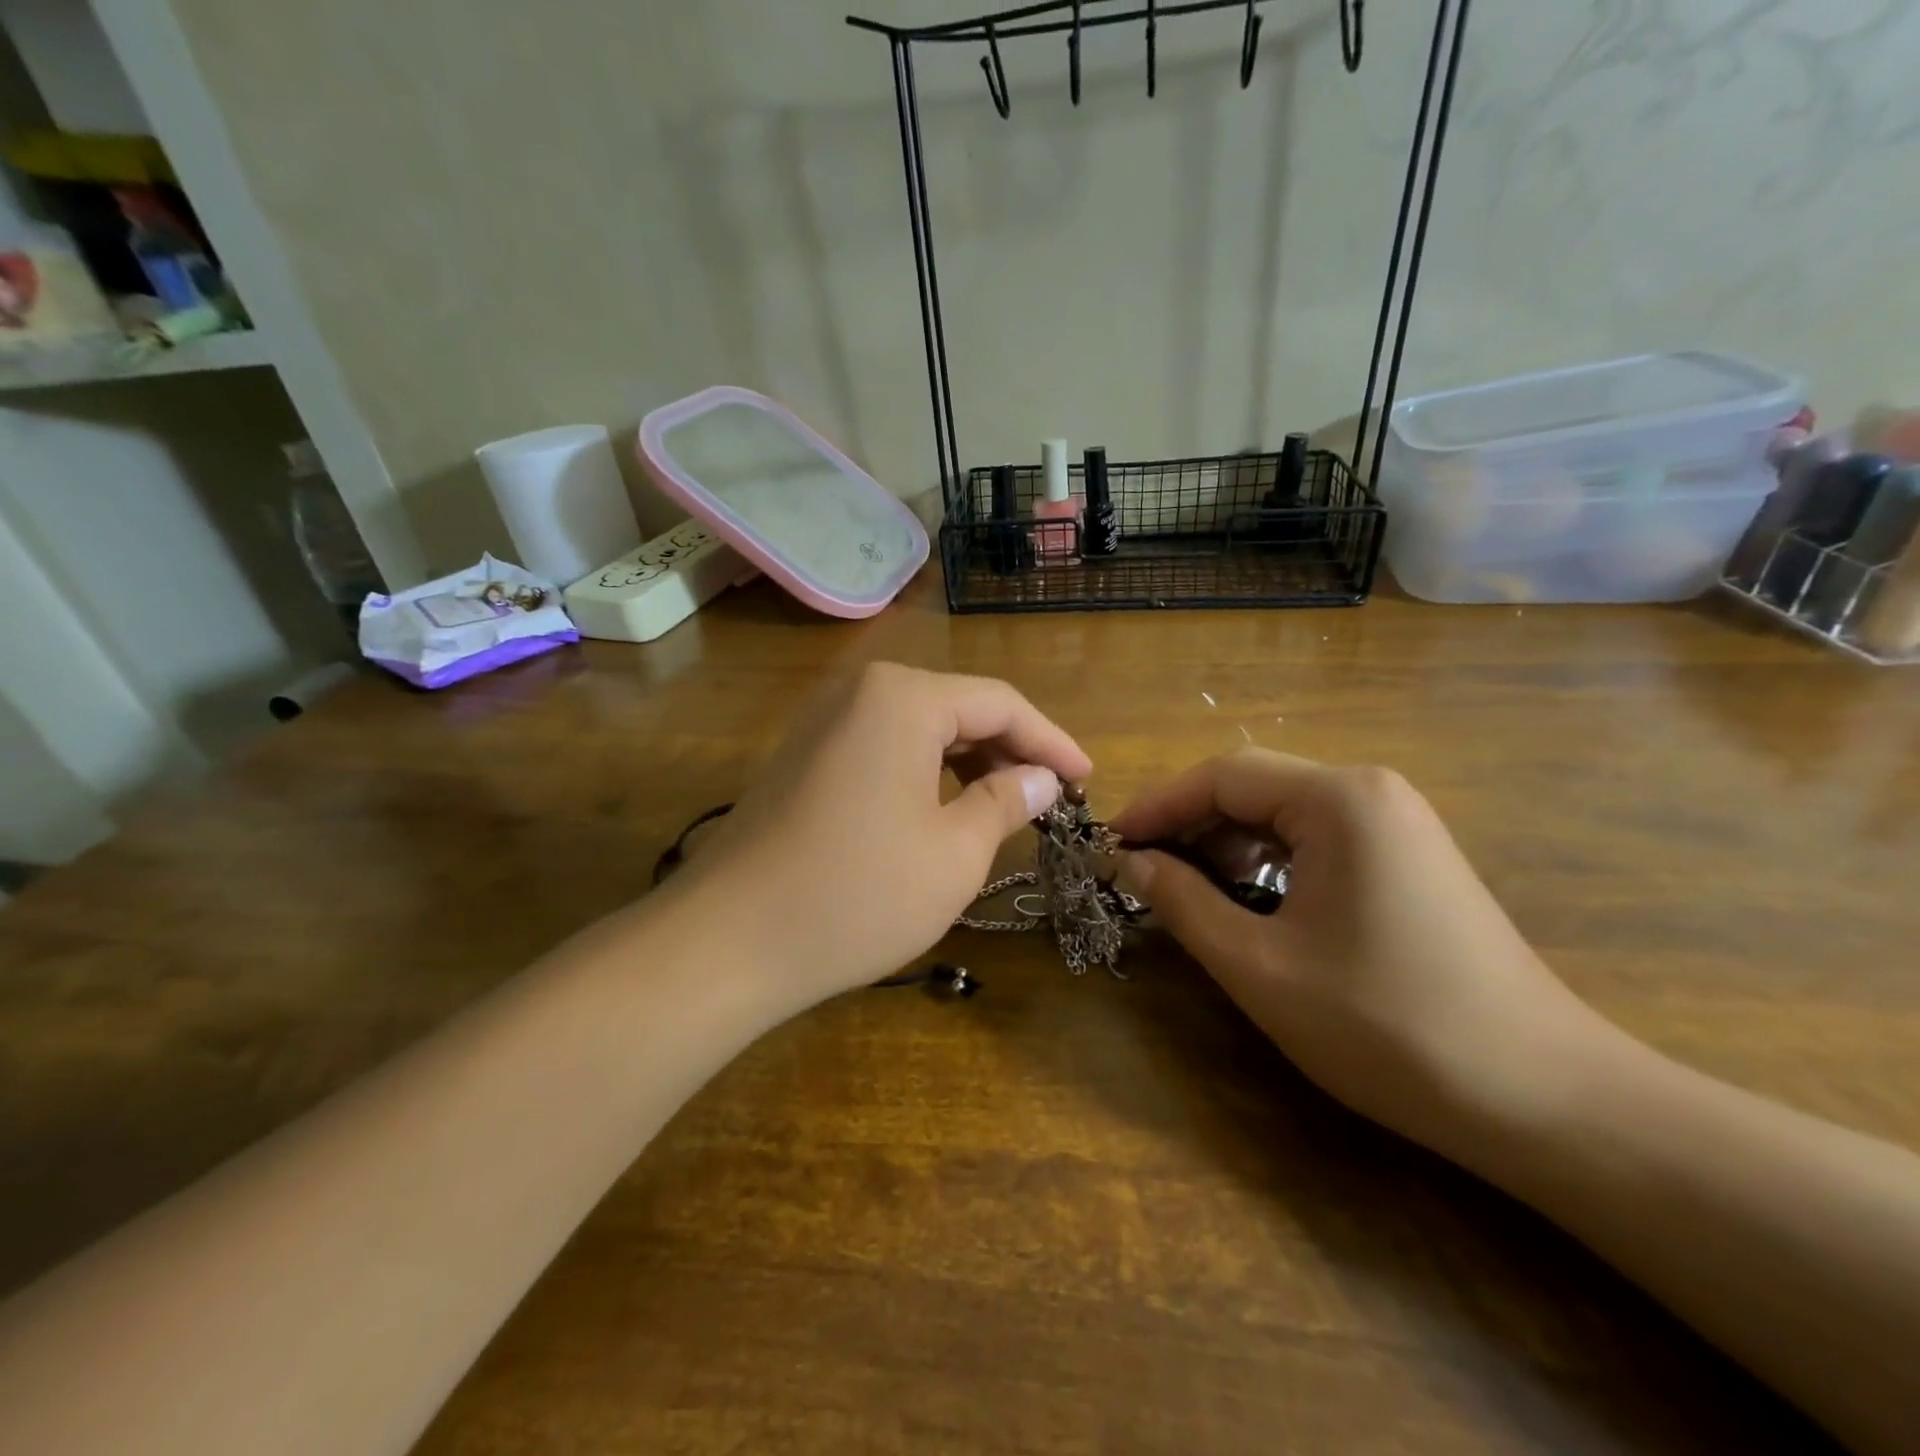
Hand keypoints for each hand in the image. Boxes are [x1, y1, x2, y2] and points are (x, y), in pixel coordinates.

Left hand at [674, 663, 1091, 1009]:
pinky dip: (923, 773)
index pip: (999, 703)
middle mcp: (859, 690)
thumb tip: (1040, 779)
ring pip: (919, 729)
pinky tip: (941, 810)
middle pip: (957, 708)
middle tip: (1048, 798)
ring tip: (1003, 807)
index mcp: (903, 697)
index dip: (1051, 740)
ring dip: (967, 763)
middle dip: (1008, 751)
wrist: (726, 942)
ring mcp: (822, 721)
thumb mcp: (954, 853)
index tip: (1087, 779)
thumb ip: (1005, 803)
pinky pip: (882, 748)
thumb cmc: (856, 894)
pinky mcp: (802, 755)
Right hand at [1111, 749, 1622, 1161]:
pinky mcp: (1410, 859)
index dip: (1157, 807)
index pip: (1221, 776)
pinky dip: (1269, 863)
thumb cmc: (1387, 1026)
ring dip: (1226, 846)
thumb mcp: (1260, 966)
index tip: (1111, 846)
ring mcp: (1398, 824)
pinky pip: (1317, 840)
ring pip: (1284, 814)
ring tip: (1187, 892)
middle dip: (1189, 826)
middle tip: (1140, 873)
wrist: (1545, 1099)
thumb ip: (1183, 903)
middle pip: (1253, 787)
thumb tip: (1131, 862)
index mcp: (1338, 800)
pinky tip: (1250, 903)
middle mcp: (1370, 792)